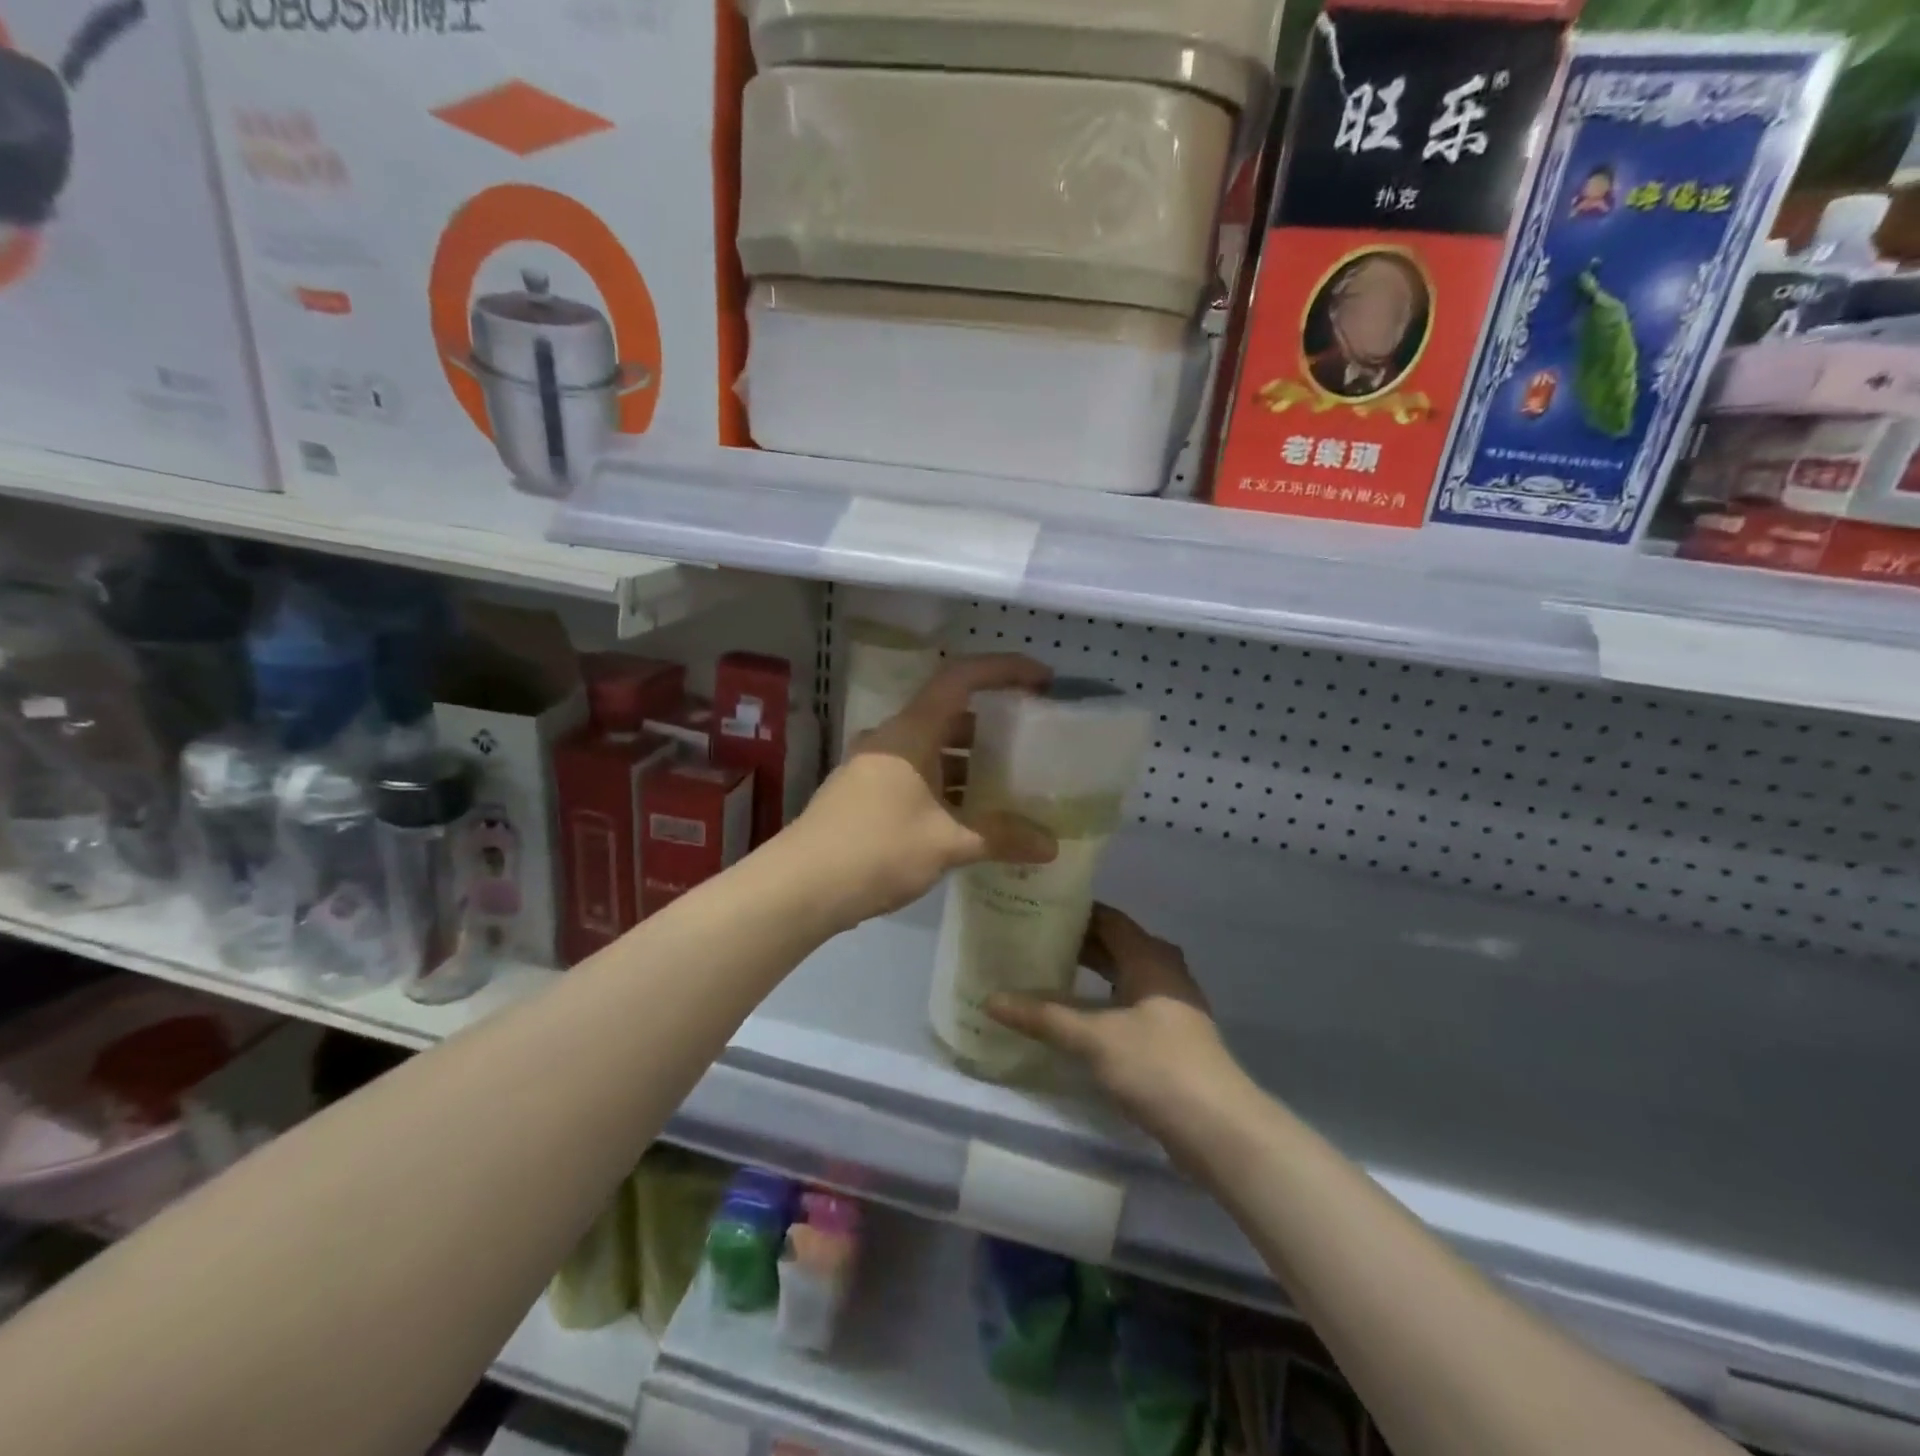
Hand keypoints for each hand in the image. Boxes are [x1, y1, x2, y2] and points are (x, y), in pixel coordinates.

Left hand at [789, 654, 1056, 928]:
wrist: (799, 887)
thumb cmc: (876, 849)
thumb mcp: (946, 843)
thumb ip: (1000, 838)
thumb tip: (1051, 845)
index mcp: (910, 733)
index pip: (961, 679)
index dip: (1004, 669)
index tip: (1042, 681)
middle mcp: (890, 740)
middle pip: (948, 715)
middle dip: (991, 726)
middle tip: (1030, 744)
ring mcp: (872, 767)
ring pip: (930, 750)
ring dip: (968, 763)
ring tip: (1007, 785)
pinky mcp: (863, 796)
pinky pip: (915, 776)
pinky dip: (945, 786)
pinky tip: (966, 818)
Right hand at [988, 906, 1237, 1144]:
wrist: (1218, 1128)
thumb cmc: (1156, 1065)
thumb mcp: (1093, 1038)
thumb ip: (1042, 1016)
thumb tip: (990, 999)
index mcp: (1149, 956)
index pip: (1106, 917)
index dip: (1072, 912)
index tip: (1034, 908)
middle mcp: (1162, 970)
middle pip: (1114, 944)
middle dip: (1074, 942)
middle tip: (1029, 940)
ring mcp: (1170, 1004)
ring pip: (1121, 974)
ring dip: (1087, 972)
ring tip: (1043, 972)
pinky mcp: (1169, 1035)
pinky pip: (1128, 1001)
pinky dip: (1100, 999)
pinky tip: (1074, 1014)